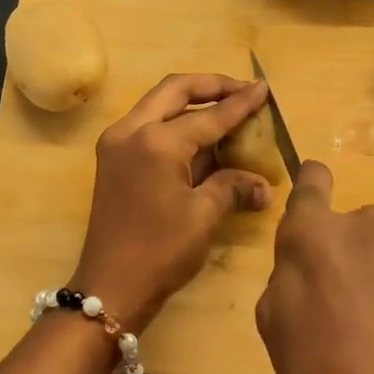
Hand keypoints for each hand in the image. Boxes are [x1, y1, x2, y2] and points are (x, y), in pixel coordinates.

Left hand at [69, 74, 273, 336]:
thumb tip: (264, 185)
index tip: (264, 88)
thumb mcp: (204, 216)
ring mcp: (117, 143)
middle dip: (212, 86)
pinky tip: (201, 135)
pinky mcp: (112, 159)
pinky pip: (148, 124)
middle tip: (243, 89)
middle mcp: (131, 130)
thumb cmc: (160, 252)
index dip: (240, 102)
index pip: (208, 115)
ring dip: (192, 101)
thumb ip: (233, 187)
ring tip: (226, 107)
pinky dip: (175, 121)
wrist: (110, 287)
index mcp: (156, 142)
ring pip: (158, 103)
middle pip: (175, 90)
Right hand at [255, 161, 373, 373]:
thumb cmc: (317, 368)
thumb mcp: (272, 319)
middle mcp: (363, 225)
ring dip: (367, 269)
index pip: (313, 176)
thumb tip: (306, 260)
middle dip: (336, 247)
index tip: (306, 217)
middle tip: (328, 298)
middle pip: (345, 222)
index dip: (309, 188)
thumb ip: (287, 271)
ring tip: (363, 324)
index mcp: (314, 230)